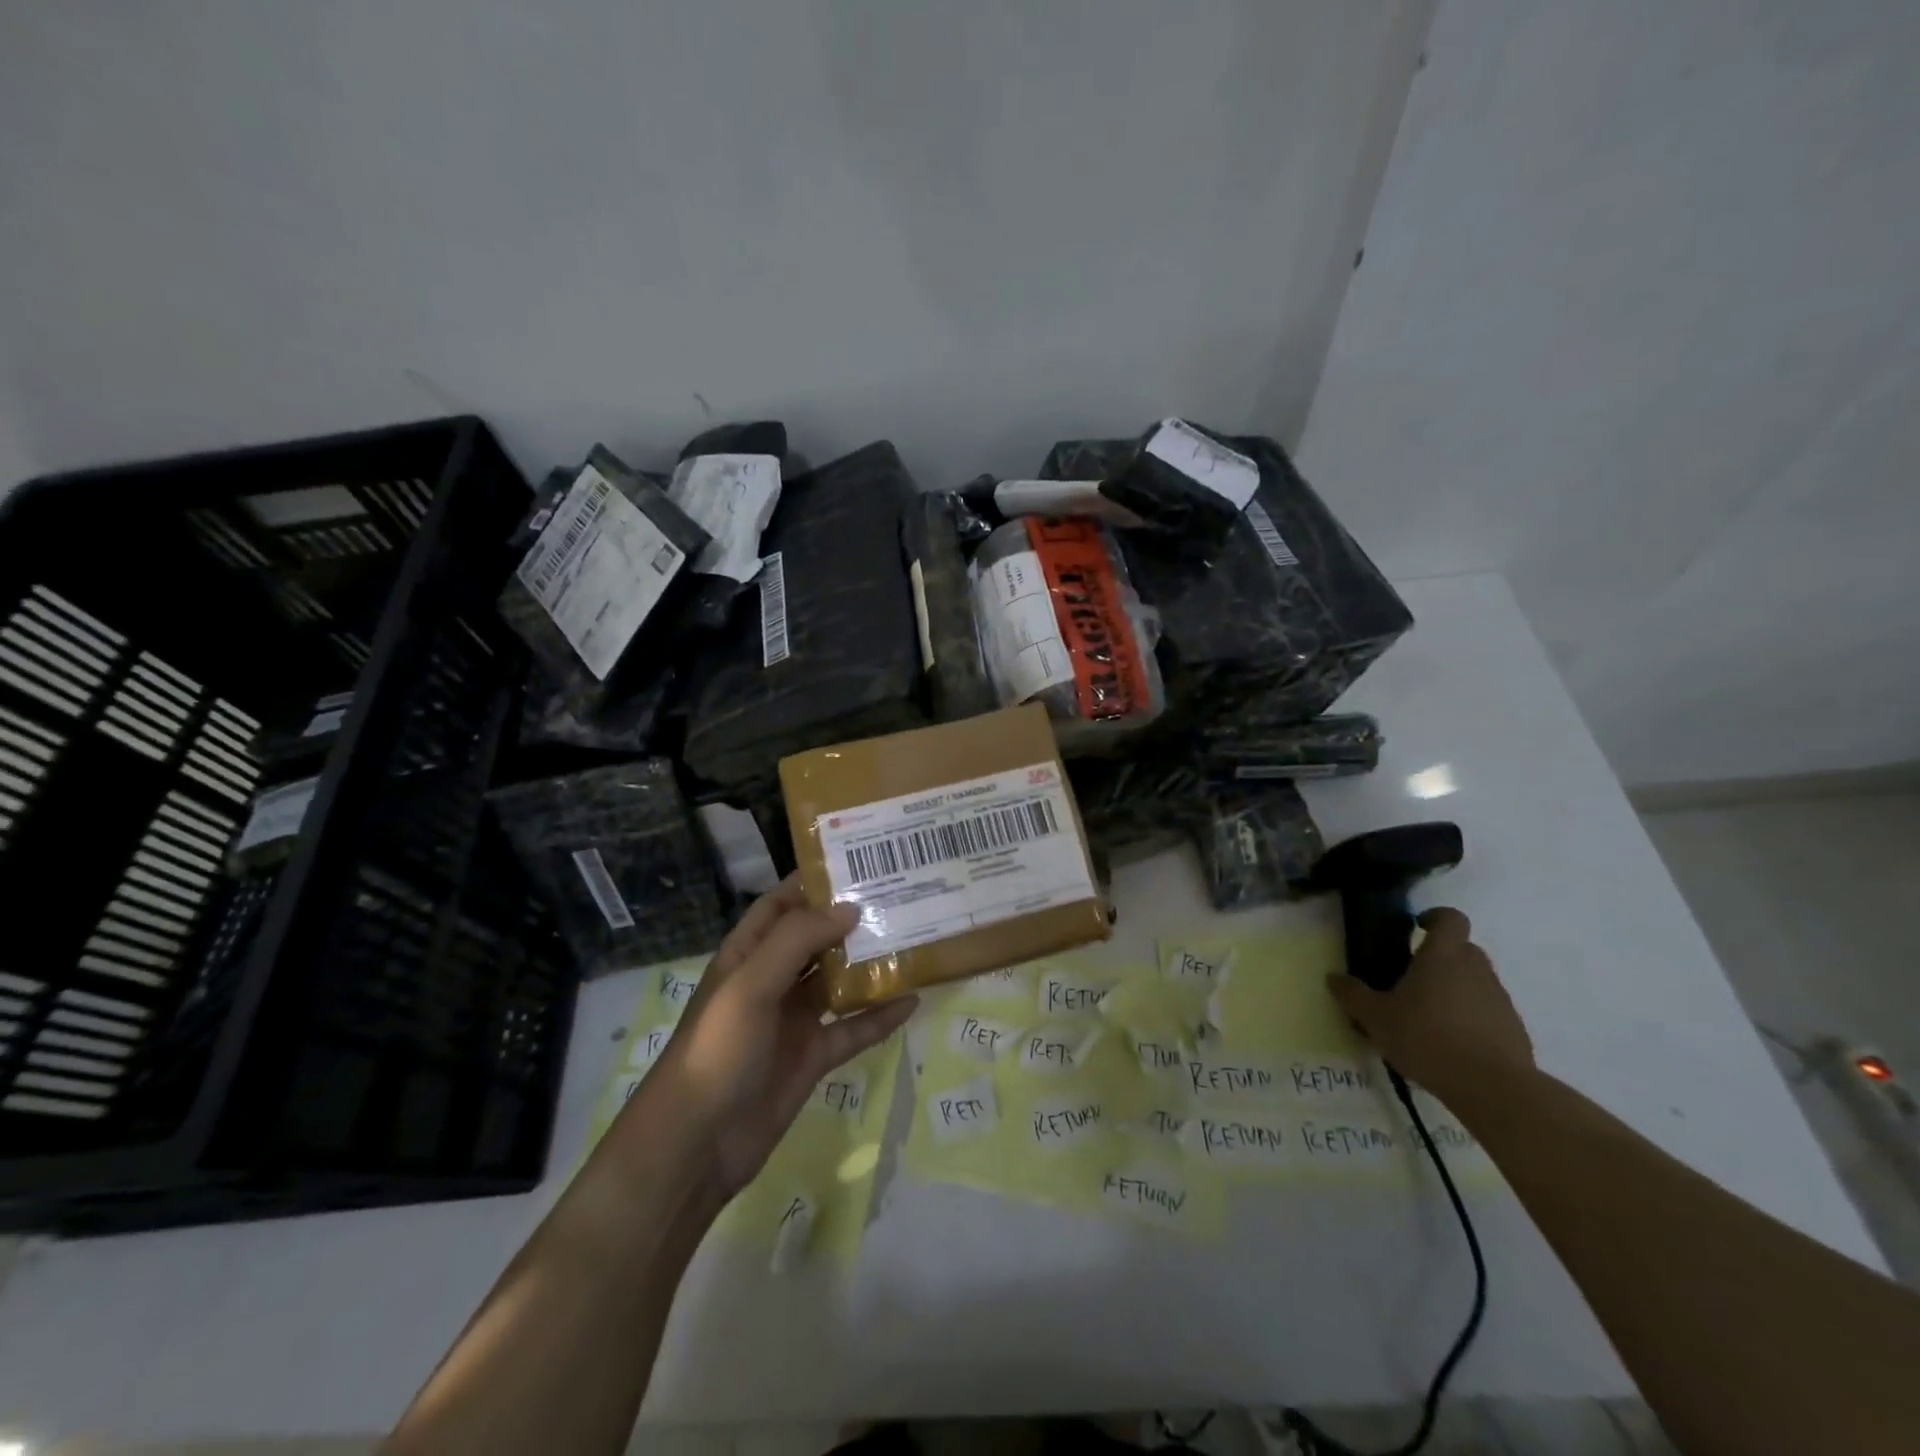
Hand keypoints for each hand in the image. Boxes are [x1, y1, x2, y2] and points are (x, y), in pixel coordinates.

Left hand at [645, 875, 916, 1196]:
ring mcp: (793, 1020)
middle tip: (899, 896)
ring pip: (837, 981)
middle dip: (849, 919)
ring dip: (869, 964)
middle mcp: (772, 981)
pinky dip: (879, 1016)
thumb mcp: (751, 985)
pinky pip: (852, 1029)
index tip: (856, 862)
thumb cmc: (717, 1050)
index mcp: (747, 955)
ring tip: (912, 939)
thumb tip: (850, 907)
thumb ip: (797, 941)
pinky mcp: (812, 1057)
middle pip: (815, 940)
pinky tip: (912, 1001)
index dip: (810, 883)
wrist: (697, 1144)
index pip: (780, 905)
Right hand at [1326, 906, 1533, 1098]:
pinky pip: (1489, 1011)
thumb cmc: (1427, 1038)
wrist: (1493, 1088)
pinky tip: (1453, 1044)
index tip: (1417, 927)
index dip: (1435, 917)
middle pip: (1462, 949)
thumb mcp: (1376, 1018)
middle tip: (1413, 979)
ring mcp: (1499, 998)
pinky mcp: (1514, 1029)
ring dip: (1455, 989)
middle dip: (1440, 958)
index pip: (1450, 918)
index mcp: (1442, 956)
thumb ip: (1353, 995)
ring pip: (1476, 980)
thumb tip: (1333, 977)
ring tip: (1430, 1017)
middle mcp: (1475, 969)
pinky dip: (1472, 1018)